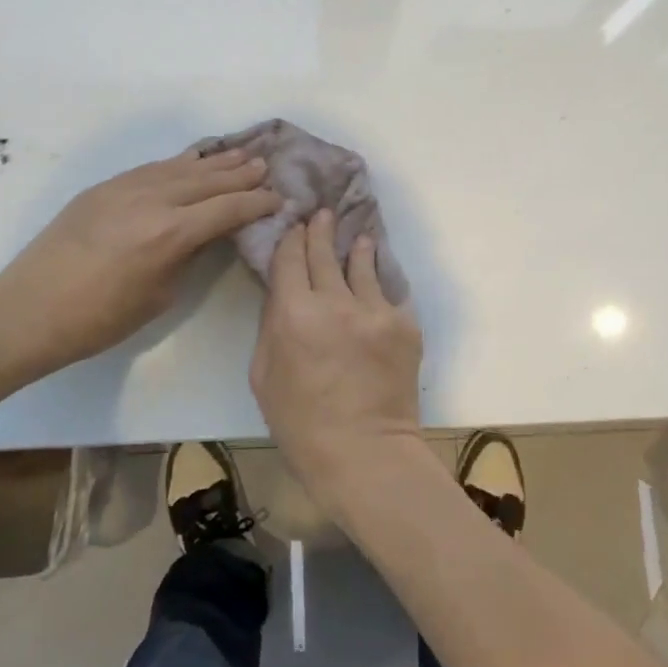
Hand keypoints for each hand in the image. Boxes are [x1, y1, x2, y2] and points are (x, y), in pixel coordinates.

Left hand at [0, 148, 281, 383]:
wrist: (27, 310)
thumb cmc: (98, 320)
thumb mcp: (159, 296)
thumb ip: (189, 256)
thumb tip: (207, 234)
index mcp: (170, 234)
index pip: (227, 209)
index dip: (256, 203)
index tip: (278, 198)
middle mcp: (152, 200)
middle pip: (207, 180)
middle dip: (240, 174)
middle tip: (266, 166)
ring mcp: (124, 188)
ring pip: (179, 167)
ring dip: (213, 162)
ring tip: (240, 153)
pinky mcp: (103, 188)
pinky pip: (151, 168)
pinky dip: (178, 163)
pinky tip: (191, 161)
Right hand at [250, 209, 423, 516]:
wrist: (366, 453)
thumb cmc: (301, 423)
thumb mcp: (263, 376)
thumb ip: (271, 326)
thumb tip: (282, 294)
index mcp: (294, 314)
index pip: (290, 258)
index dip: (291, 239)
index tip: (294, 226)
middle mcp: (335, 301)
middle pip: (325, 252)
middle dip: (321, 230)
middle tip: (322, 213)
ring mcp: (375, 310)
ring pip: (362, 264)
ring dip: (356, 247)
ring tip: (356, 236)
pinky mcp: (403, 324)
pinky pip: (387, 293)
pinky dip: (378, 282)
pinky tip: (377, 276)